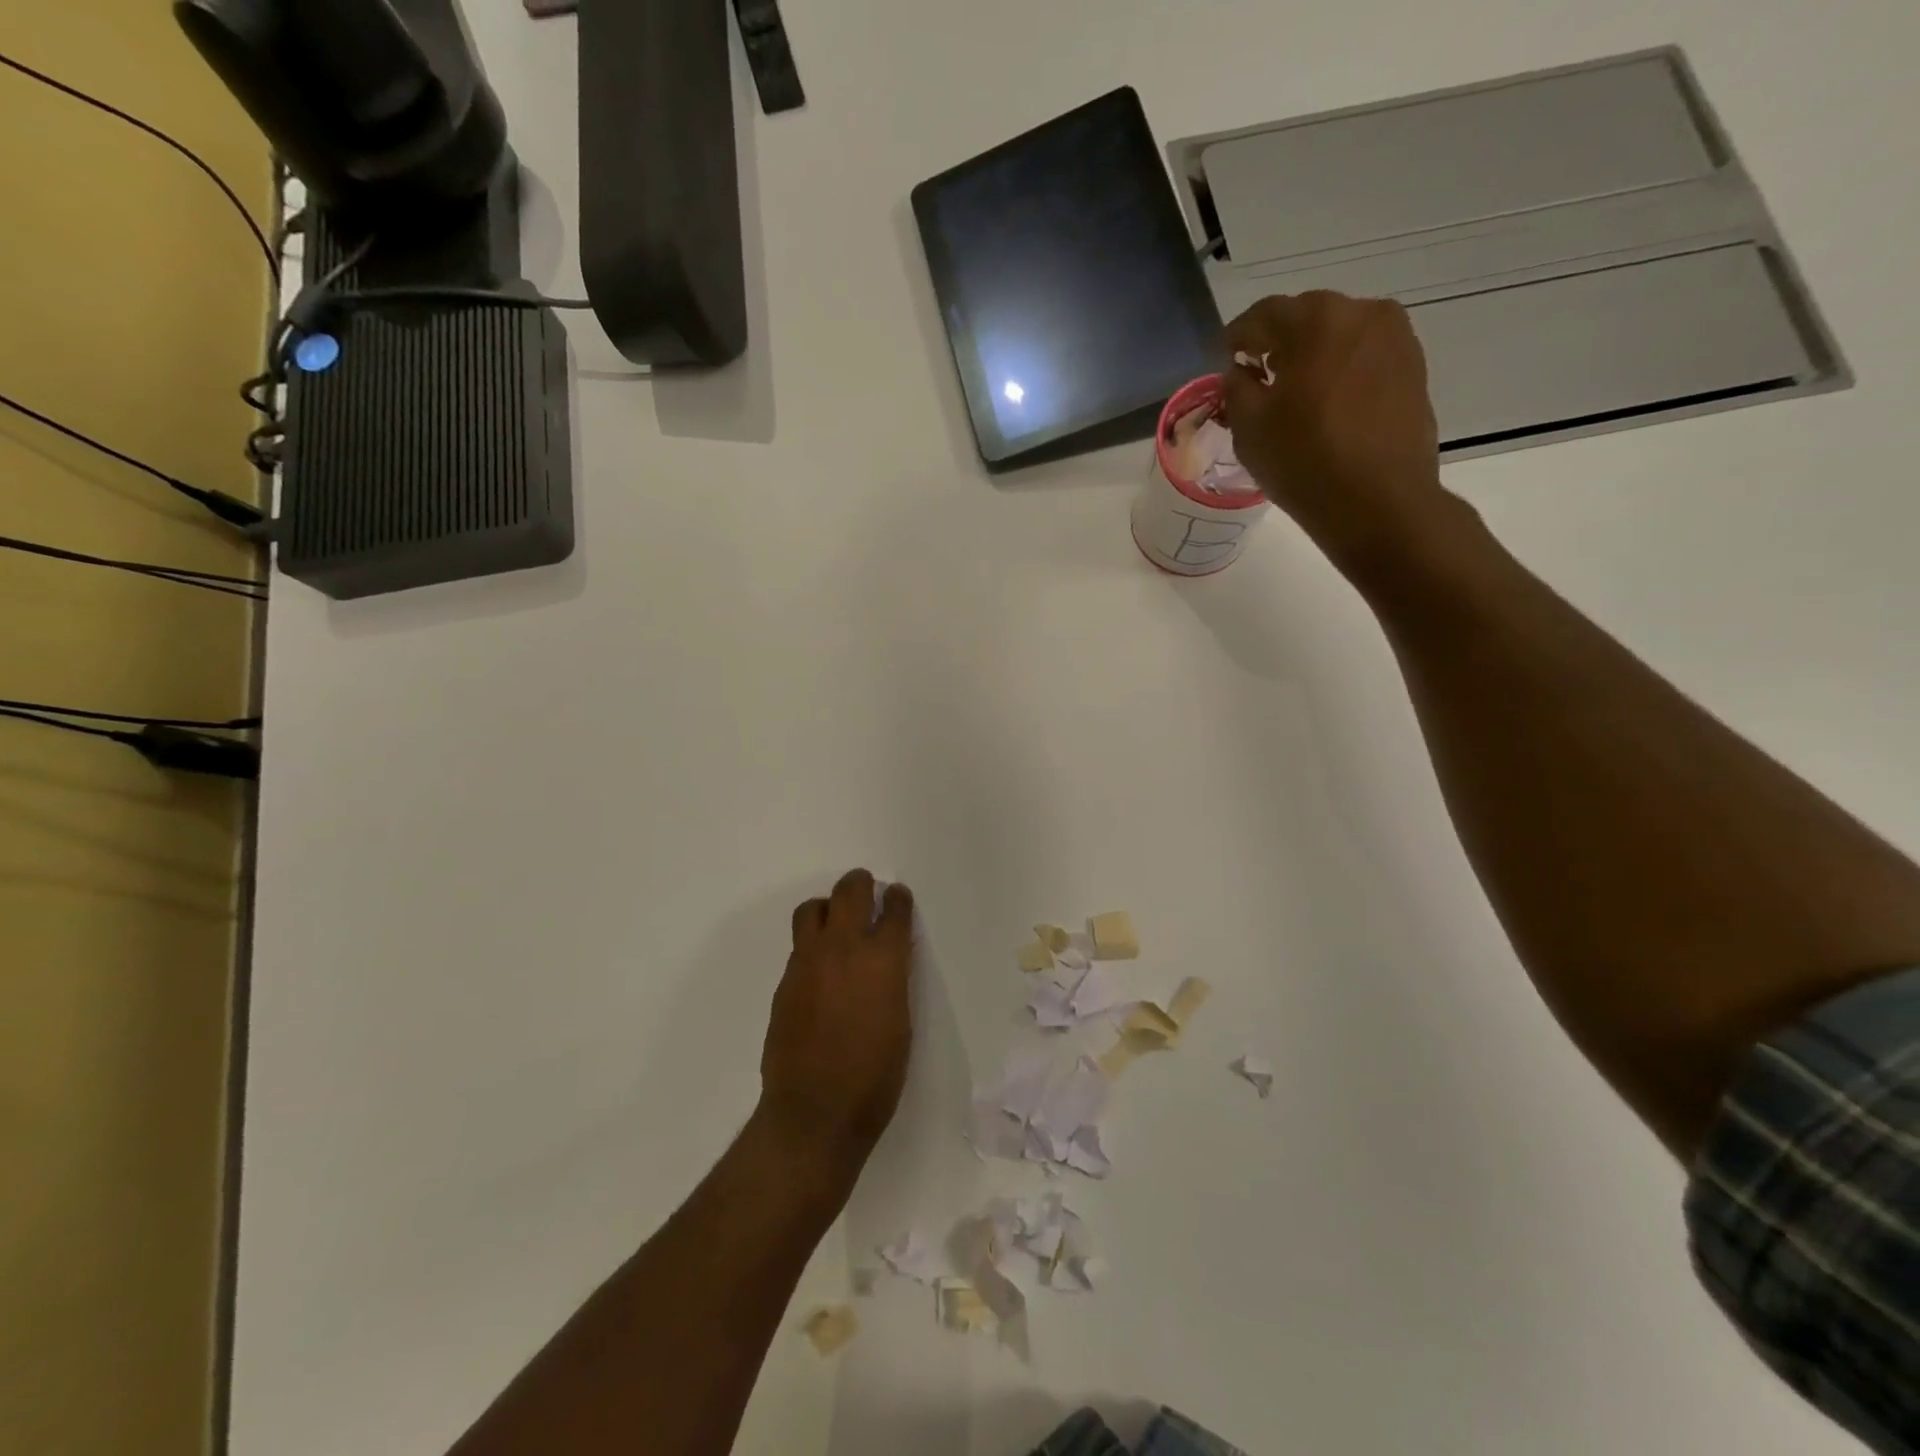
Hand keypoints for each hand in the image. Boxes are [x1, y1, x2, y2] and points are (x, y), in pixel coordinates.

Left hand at [759, 869, 914, 1162]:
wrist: (815, 1112)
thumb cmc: (875, 1077)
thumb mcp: (901, 1022)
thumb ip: (892, 980)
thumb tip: (886, 960)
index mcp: (883, 960)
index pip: (893, 910)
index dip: (898, 899)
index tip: (897, 897)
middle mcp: (844, 949)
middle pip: (850, 891)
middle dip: (861, 884)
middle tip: (866, 889)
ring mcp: (808, 962)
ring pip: (812, 909)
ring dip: (828, 907)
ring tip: (836, 923)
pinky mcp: (785, 981)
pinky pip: (799, 946)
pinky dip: (812, 944)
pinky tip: (820, 969)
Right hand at [1224, 292, 1449, 572]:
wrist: (1379, 501)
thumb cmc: (1304, 461)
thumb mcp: (1249, 427)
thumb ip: (1236, 388)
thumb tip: (1240, 372)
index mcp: (1316, 319)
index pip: (1263, 314)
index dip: (1237, 337)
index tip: (1223, 358)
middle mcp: (1362, 312)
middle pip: (1305, 319)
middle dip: (1277, 343)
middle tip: (1256, 375)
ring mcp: (1395, 337)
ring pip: (1338, 336)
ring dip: (1311, 356)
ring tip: (1292, 393)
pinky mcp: (1413, 367)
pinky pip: (1363, 357)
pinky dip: (1339, 371)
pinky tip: (1326, 404)